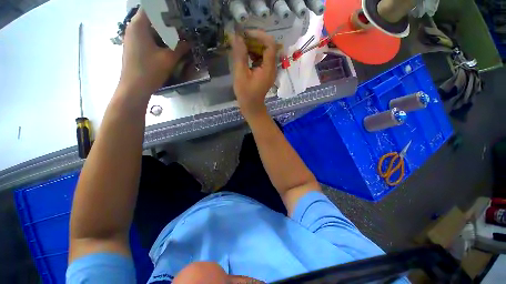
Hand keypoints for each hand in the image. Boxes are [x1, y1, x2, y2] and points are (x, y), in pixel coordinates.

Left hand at [119, 9, 188, 97]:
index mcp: (139, 26)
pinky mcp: (133, 47)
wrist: (134, 88)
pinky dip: (157, 39)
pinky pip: (146, 37)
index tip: (176, 12)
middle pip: (150, 18)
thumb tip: (189, 42)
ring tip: (176, 36)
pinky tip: (166, 47)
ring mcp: (131, 38)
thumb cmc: (150, 71)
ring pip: (148, 29)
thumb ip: (180, 48)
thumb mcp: (168, 59)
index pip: (151, 8)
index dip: (164, 8)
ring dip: (162, 32)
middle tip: (180, 26)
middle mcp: (132, 28)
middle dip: (166, 21)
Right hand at [230, 30, 276, 119]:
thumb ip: (240, 56)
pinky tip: (245, 56)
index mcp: (268, 68)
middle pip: (268, 47)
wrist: (252, 107)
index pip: (270, 44)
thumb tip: (236, 37)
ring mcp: (269, 70)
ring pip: (264, 52)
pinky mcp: (266, 73)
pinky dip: (254, 54)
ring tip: (241, 46)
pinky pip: (262, 59)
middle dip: (255, 40)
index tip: (245, 34)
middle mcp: (272, 67)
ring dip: (254, 47)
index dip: (259, 35)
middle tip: (241, 39)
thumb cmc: (246, 94)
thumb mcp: (241, 74)